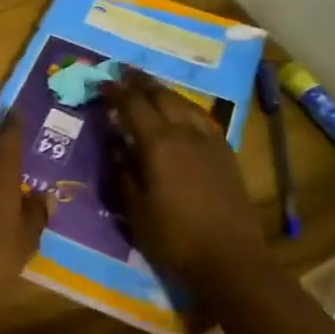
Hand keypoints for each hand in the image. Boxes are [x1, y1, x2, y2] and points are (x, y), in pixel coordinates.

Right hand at [101, 69, 267, 286]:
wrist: (231, 258)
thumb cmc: (175, 237)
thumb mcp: (136, 209)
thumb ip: (124, 173)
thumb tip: (118, 148)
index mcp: (158, 142)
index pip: (133, 105)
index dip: (116, 92)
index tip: (103, 83)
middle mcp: (185, 132)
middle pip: (162, 96)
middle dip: (142, 83)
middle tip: (126, 75)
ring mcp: (209, 141)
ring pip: (185, 104)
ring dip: (165, 93)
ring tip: (152, 91)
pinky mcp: (226, 153)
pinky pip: (202, 119)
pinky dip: (186, 109)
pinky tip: (183, 116)